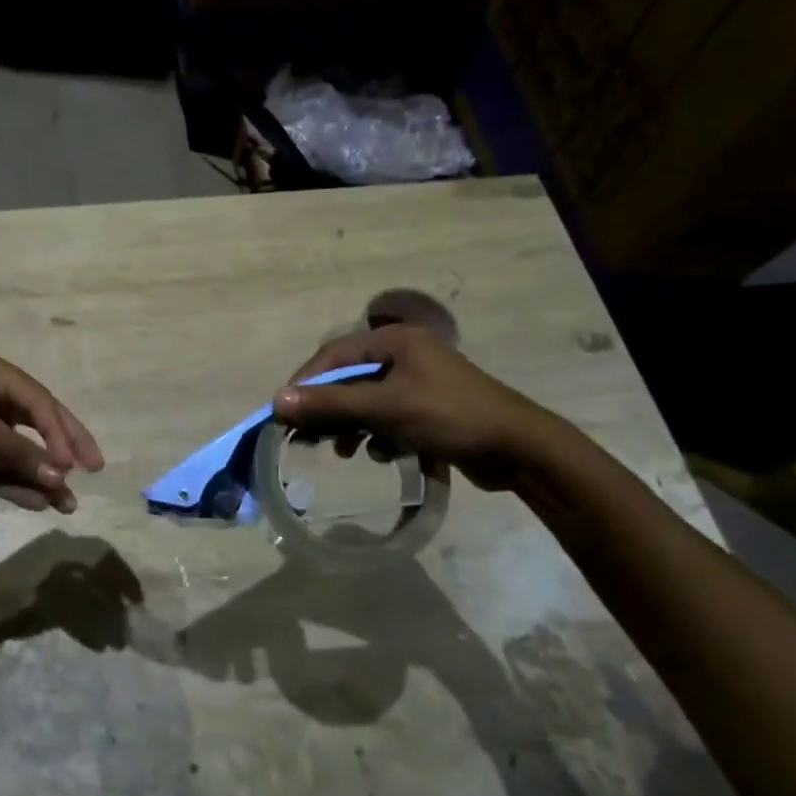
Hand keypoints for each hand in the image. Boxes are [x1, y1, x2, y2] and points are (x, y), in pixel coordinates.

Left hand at [0, 354, 104, 511]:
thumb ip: (19, 453)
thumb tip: (61, 478)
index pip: (42, 405)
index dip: (63, 433)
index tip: (77, 465)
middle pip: (38, 426)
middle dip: (63, 450)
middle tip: (94, 470)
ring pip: (20, 455)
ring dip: (41, 477)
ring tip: (67, 504)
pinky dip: (16, 487)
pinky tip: (37, 503)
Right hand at [272, 325, 558, 489]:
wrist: (519, 449)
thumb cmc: (449, 417)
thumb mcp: (385, 408)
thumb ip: (331, 404)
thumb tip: (277, 400)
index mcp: (395, 340)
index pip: (334, 354)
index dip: (306, 382)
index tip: (284, 412)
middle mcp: (405, 354)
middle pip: (349, 378)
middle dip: (329, 409)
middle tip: (307, 437)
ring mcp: (419, 381)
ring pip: (367, 400)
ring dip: (351, 425)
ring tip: (342, 452)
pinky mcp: (429, 407)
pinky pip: (388, 416)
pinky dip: (377, 434)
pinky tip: (380, 454)